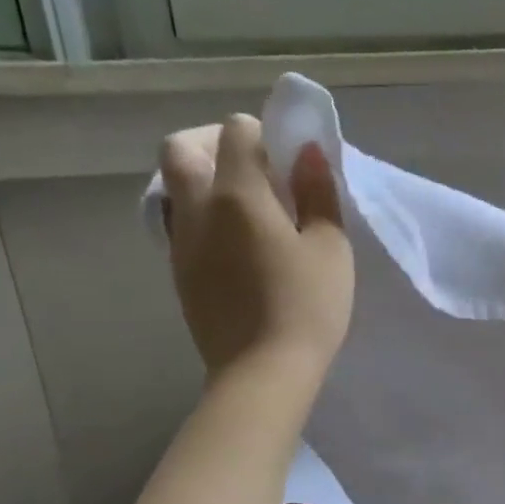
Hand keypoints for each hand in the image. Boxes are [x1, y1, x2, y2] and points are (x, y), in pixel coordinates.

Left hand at [159, 114, 353, 380]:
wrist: (262, 371)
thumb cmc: (307, 306)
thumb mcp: (330, 248)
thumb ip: (318, 194)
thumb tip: (307, 152)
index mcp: (237, 195)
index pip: (235, 132)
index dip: (263, 135)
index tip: (289, 161)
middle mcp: (197, 209)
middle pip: (180, 149)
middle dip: (214, 144)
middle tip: (255, 170)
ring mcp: (181, 242)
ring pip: (175, 187)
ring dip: (205, 181)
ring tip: (249, 210)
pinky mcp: (179, 272)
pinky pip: (181, 223)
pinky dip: (204, 215)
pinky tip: (239, 245)